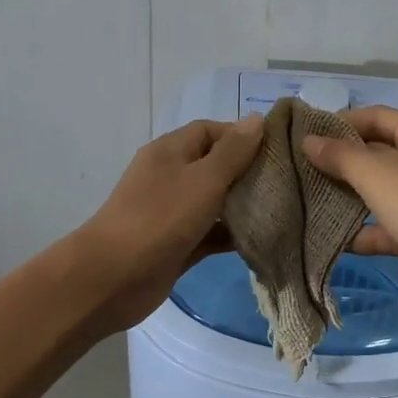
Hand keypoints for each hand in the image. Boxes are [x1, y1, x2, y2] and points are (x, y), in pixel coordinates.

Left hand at [75, 115, 263, 332]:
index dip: (243, 136)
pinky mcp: (177, 244)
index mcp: (171, 151)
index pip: (212, 130)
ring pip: (215, 202)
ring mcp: (172, 212)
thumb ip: (233, 151)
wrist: (111, 278)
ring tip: (280, 210)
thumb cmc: (160, 218)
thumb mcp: (204, 179)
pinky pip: (210, 233)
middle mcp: (171, 176)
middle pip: (215, 166)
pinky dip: (231, 235)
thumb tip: (257, 119)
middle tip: (285, 183)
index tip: (277, 152)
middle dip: (248, 172)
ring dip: (242, 206)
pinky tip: (261, 240)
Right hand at [301, 107, 397, 316]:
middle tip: (302, 166)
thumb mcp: (377, 173)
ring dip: (349, 196)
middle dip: (343, 161)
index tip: (306, 133)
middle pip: (379, 153)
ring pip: (382, 191)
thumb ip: (339, 155)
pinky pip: (386, 225)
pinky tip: (330, 236)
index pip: (379, 116)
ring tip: (309, 197)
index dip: (341, 122)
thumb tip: (308, 140)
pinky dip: (362, 230)